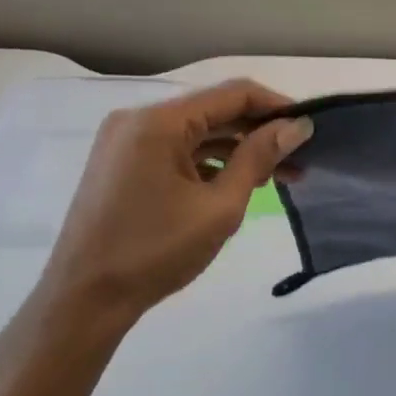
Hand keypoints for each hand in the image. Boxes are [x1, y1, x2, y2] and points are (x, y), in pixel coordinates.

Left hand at [33, 80, 312, 341]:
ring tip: (280, 177)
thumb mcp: (219, 207)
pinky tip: (240, 184)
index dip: (277, 106)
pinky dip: (210, 162)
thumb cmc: (154, 252)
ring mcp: (127, 142)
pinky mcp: (124, 164)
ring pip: (198, 133)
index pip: (233, 94)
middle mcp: (139, 120)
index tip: (311, 128)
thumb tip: (297, 126)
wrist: (84, 301)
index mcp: (158, 122)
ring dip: (238, 150)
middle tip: (302, 159)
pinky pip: (177, 150)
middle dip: (261, 132)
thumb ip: (259, 158)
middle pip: (215, 111)